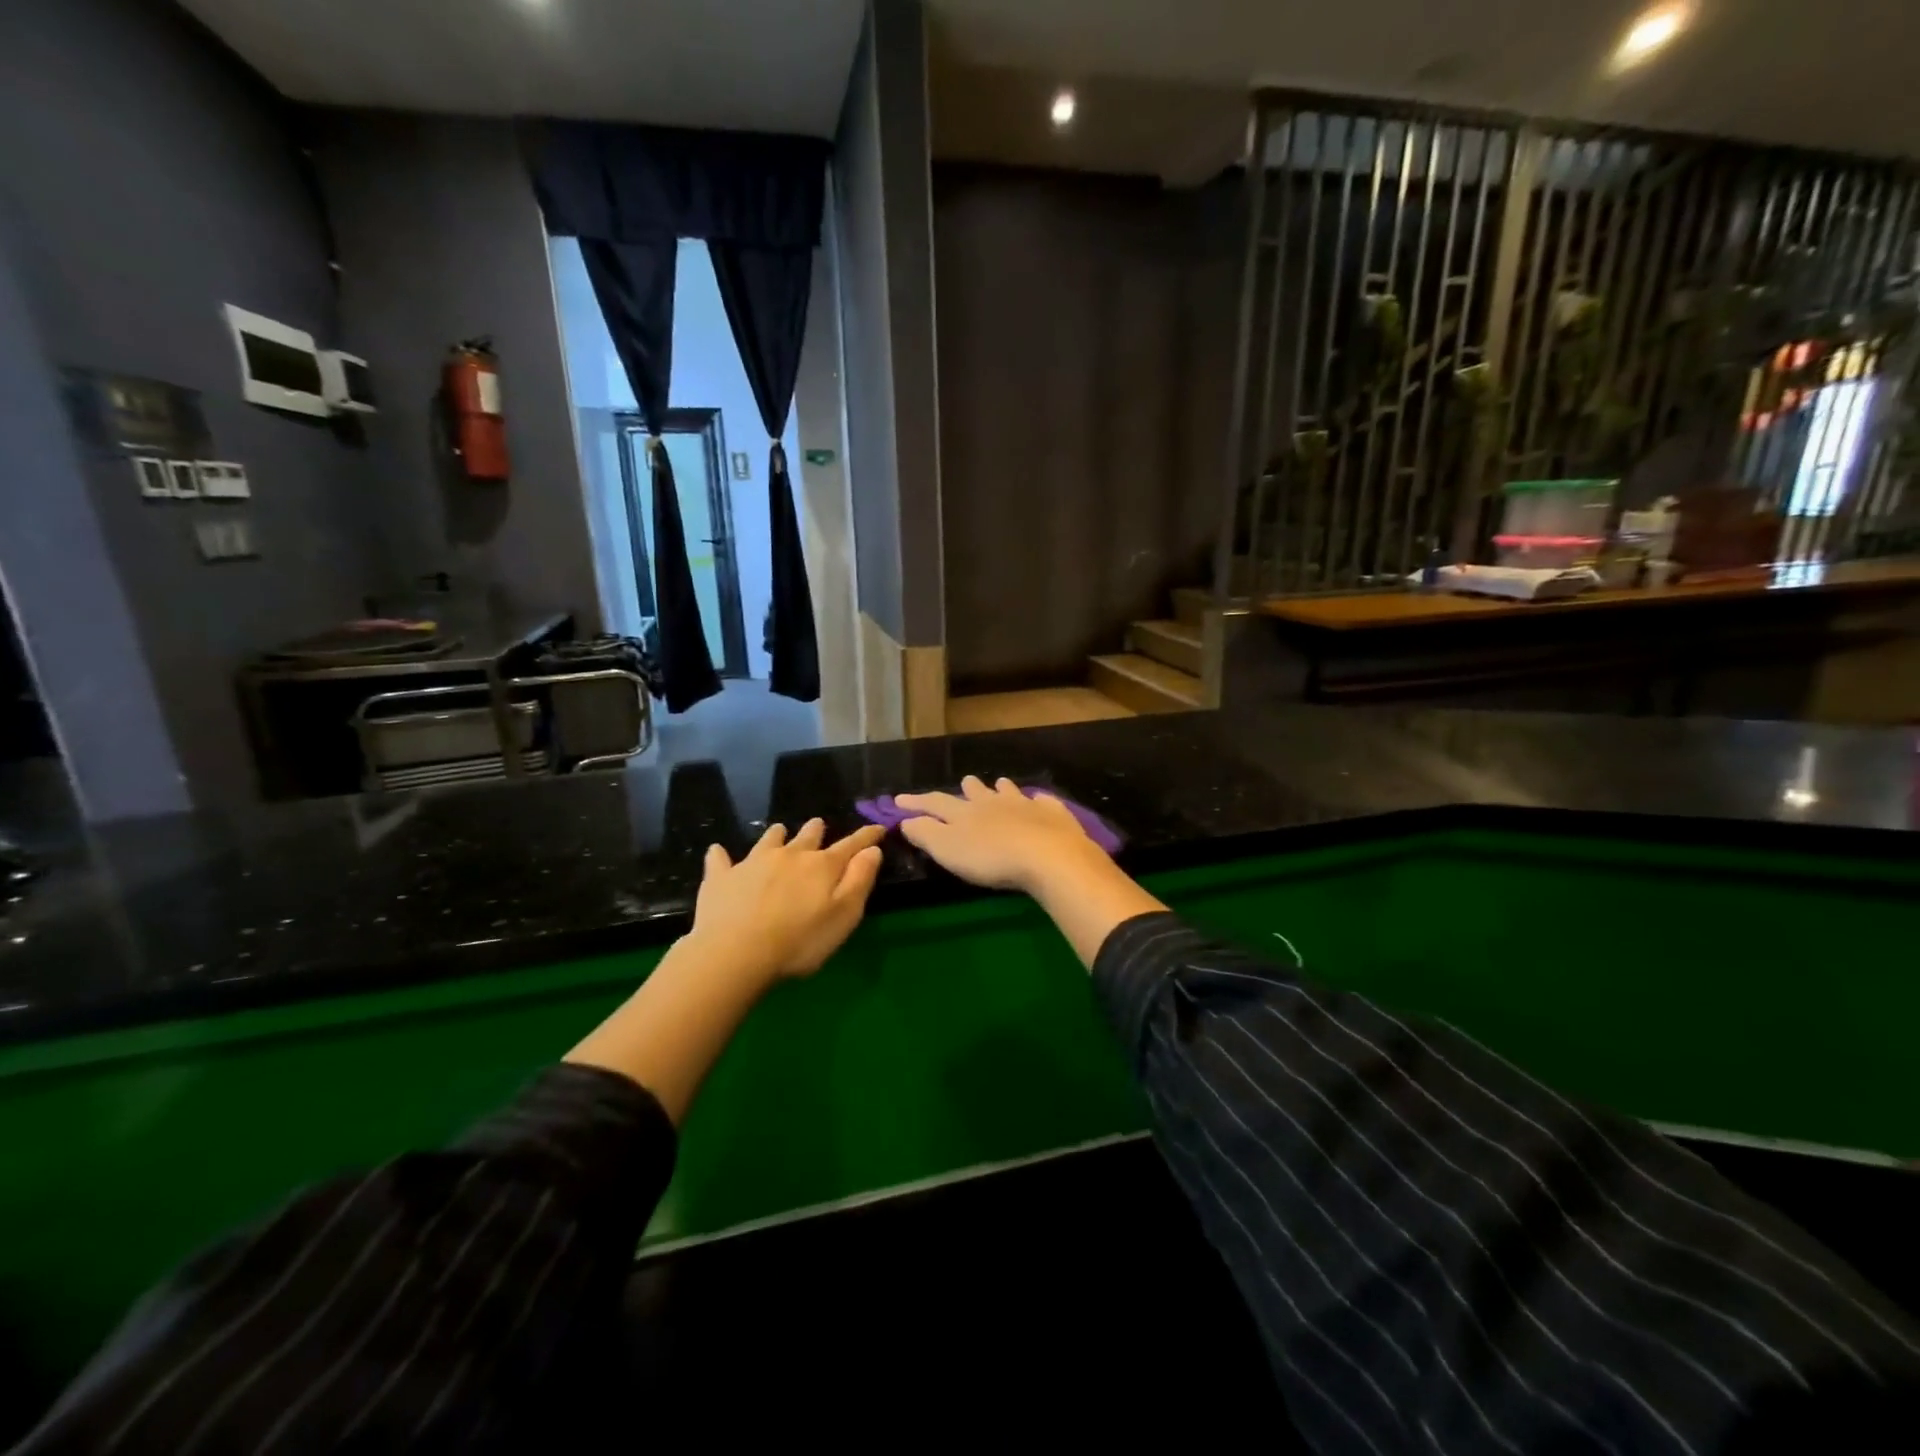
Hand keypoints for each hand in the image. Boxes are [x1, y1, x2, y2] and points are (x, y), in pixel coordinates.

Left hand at [691, 819, 885, 981]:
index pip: (850, 845)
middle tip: (818, 824)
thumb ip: (859, 880)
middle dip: (816, 830)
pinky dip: (721, 855)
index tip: (878, 828)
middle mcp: (789, 856)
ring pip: (769, 840)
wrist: (735, 953)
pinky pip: (719, 860)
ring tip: (779, 831)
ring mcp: (752, 863)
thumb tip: (872, 850)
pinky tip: (717, 852)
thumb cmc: (799, 941)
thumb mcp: (844, 915)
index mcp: (821, 866)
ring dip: (777, 835)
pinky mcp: (721, 878)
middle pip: (807, 836)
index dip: (866, 836)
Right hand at [896, 776, 1107, 894]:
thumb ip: (925, 833)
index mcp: (964, 812)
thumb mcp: (947, 849)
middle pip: (976, 791)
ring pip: (1009, 791)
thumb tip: (906, 820)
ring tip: (1000, 783)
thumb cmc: (991, 857)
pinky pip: (1044, 802)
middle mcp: (993, 802)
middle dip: (968, 788)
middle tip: (965, 782)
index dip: (916, 802)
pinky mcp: (1053, 814)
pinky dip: (1039, 801)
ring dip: (1002, 788)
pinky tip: (1040, 801)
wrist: (1048, 855)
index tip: (899, 799)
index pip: (935, 803)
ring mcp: (1025, 805)